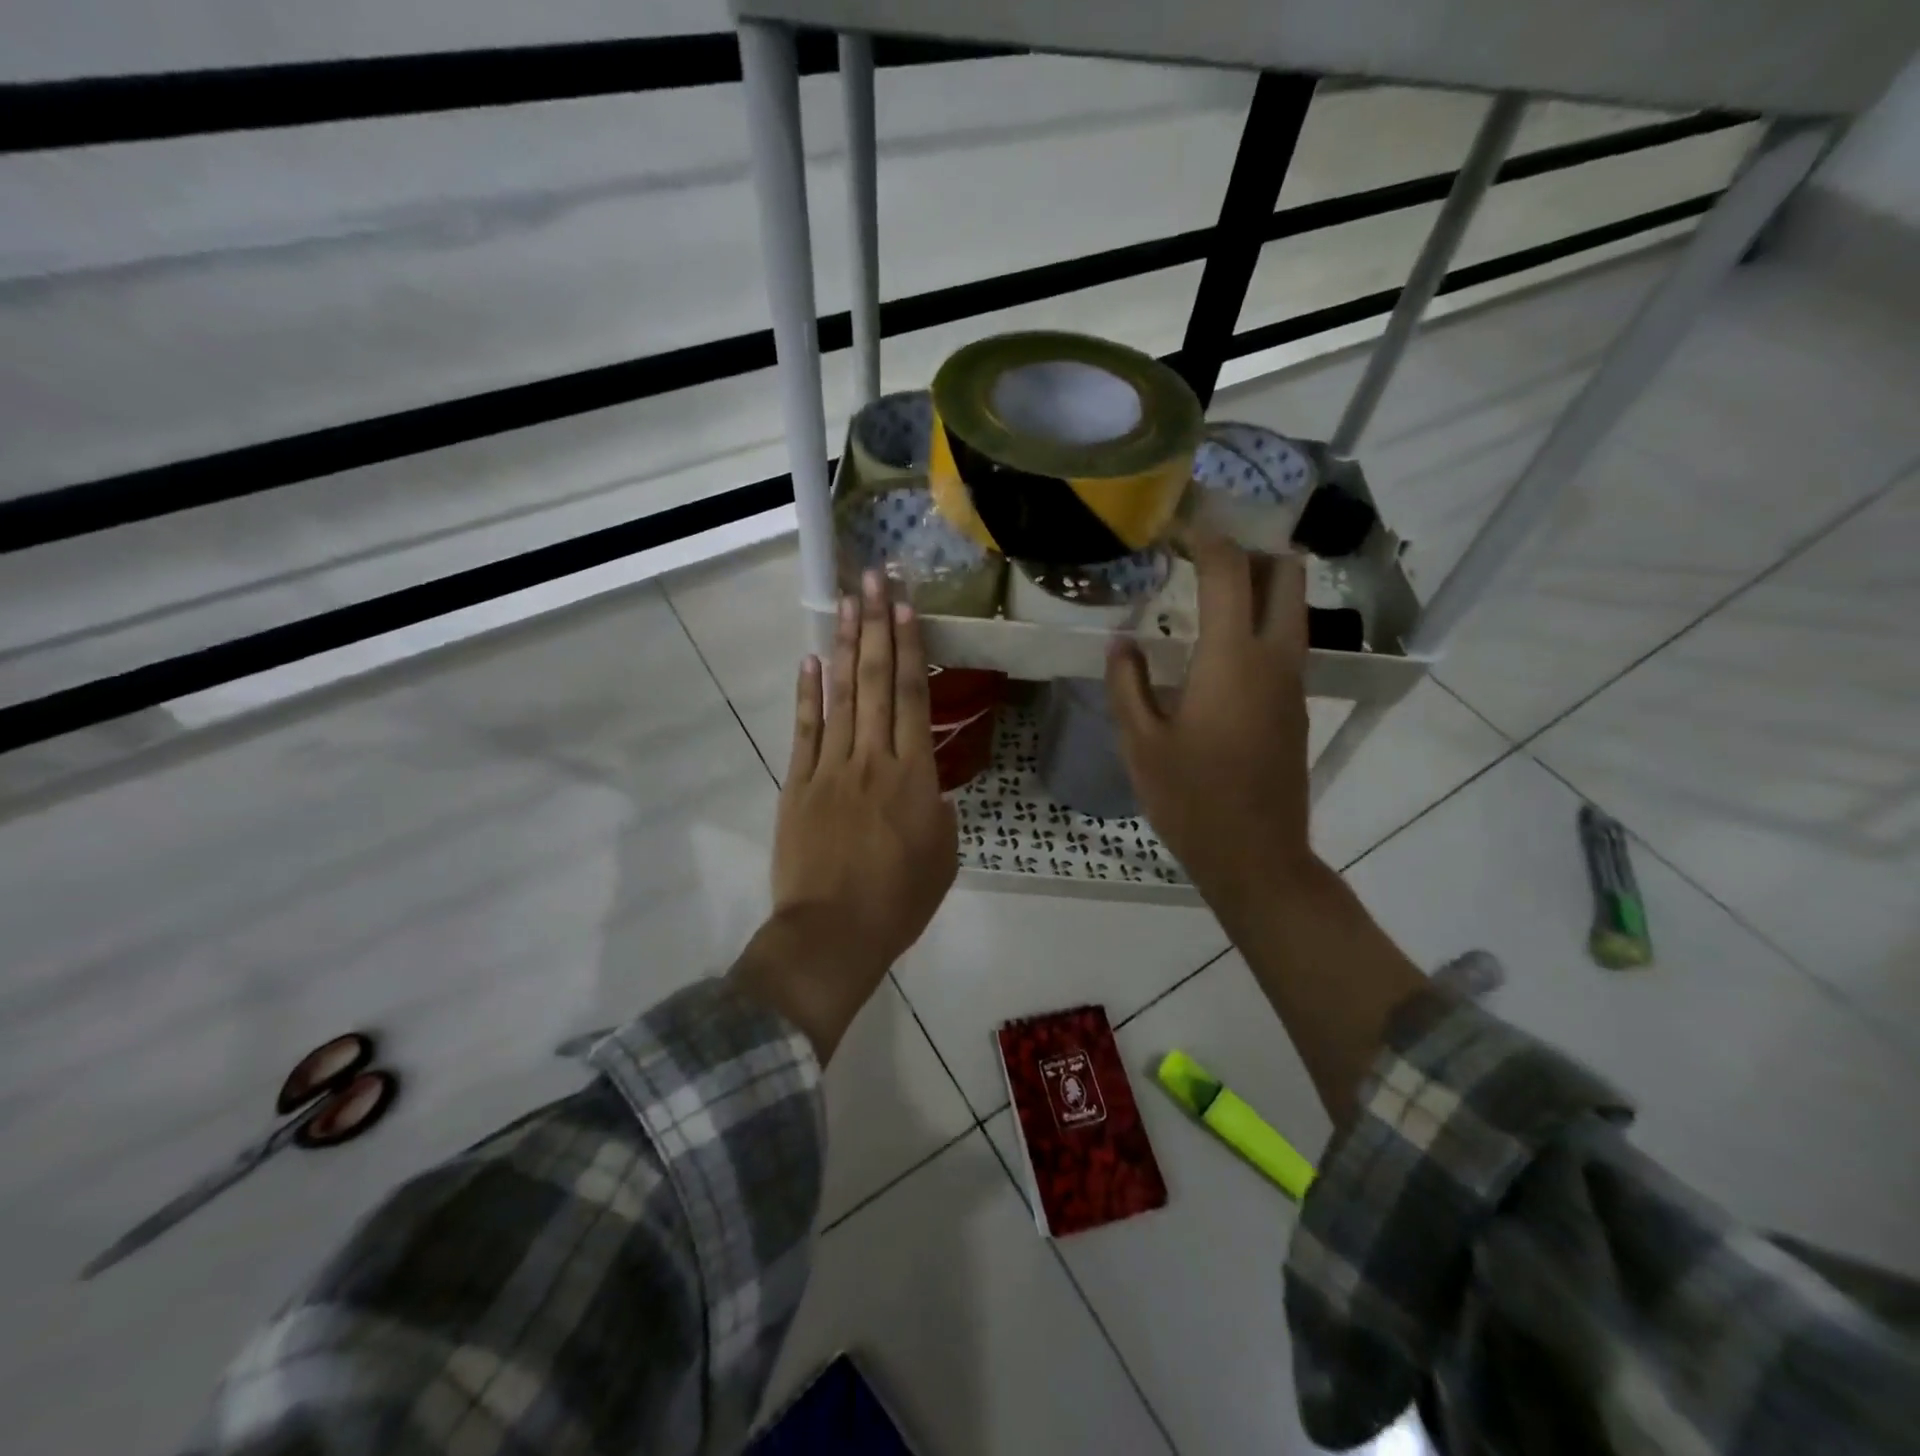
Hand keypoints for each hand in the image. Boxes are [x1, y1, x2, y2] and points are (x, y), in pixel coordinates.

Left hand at [731, 571, 958, 1060]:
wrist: (833, 933)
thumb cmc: (899, 902)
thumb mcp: (943, 858)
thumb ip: (939, 812)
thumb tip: (928, 790)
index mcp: (915, 776)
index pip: (914, 698)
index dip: (912, 648)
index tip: (907, 607)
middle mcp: (873, 759)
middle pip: (878, 681)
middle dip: (878, 626)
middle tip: (876, 580)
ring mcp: (831, 768)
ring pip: (843, 696)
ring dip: (847, 646)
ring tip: (849, 603)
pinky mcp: (799, 784)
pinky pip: (806, 730)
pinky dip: (810, 694)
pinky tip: (813, 660)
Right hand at [1105, 533, 1317, 928]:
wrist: (1256, 856)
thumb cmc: (1191, 799)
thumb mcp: (1141, 743)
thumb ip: (1127, 684)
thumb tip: (1122, 643)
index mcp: (1233, 659)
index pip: (1230, 572)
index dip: (1205, 539)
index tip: (1177, 527)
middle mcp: (1275, 658)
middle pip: (1286, 575)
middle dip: (1251, 550)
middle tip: (1204, 556)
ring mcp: (1293, 683)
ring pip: (1292, 608)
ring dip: (1259, 587)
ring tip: (1207, 595)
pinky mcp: (1295, 707)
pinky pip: (1285, 643)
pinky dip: (1259, 624)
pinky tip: (1217, 649)